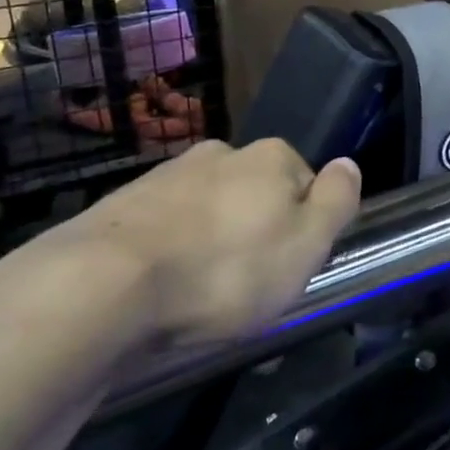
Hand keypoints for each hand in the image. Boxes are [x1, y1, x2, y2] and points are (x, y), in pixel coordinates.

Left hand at [46, 139, 361, 343]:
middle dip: (255, 232)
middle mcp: (219, 153)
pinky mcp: (119, 207)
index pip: (307, 185)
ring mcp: (164, 176)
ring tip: (198, 296)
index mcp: (269, 157)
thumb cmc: (225, 270)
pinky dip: (169, 254)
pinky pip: (164, 229)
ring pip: (208, 212)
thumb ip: (337, 201)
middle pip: (255, 196)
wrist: (101, 287)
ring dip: (210, 244)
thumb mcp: (306, 244)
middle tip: (245, 285)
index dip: (303, 228)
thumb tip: (348, 164)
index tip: (287, 266)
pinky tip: (161, 290)